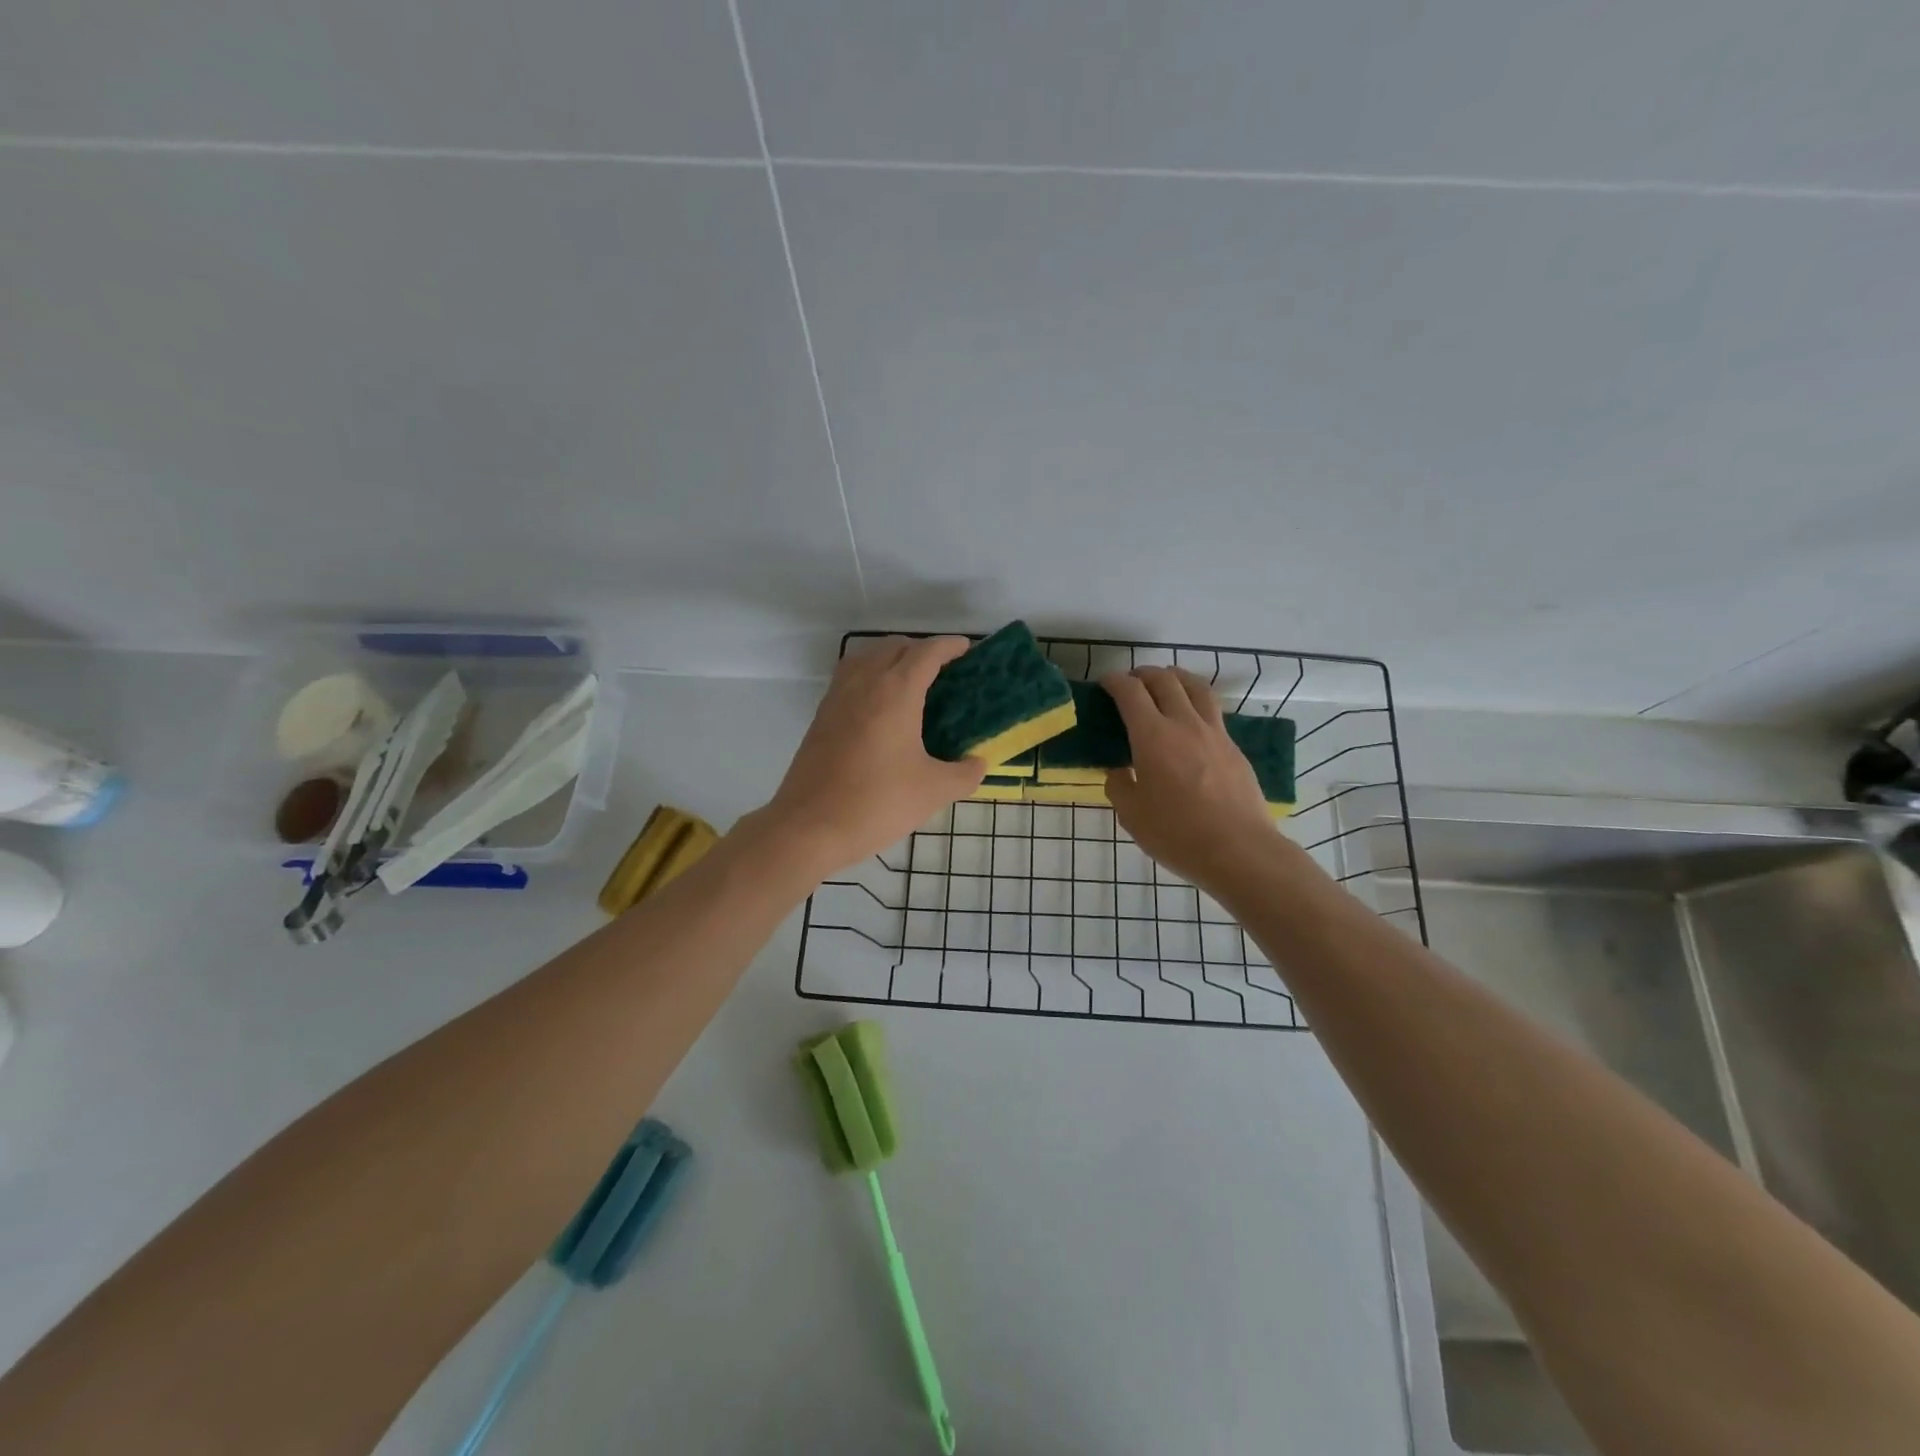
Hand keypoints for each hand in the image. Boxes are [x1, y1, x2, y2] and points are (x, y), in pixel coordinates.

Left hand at [760, 637, 986, 875]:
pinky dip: (869, 677)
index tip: (967, 649)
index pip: (926, 653)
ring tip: (909, 684)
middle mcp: (864, 683)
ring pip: (866, 658)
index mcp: (895, 691)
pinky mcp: (820, 717)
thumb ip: (964, 774)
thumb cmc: (877, 803)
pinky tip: (879, 709)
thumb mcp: (933, 791)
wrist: (809, 827)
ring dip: (890, 659)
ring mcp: (837, 697)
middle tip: (943, 671)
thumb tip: (978, 765)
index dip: (949, 646)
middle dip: (920, 650)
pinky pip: (849, 679)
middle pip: (894, 647)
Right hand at [1103, 667, 1278, 891]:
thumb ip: (1119, 785)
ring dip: (1176, 678)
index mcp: (1153, 737)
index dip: (1115, 681)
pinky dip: (1196, 702)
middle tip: (1131, 681)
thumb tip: (1120, 771)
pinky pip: (1213, 712)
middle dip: (1144, 674)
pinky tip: (1191, 718)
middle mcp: (1184, 724)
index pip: (1131, 692)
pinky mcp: (1234, 748)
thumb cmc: (1177, 834)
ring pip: (1196, 688)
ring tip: (1167, 681)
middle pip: (1165, 681)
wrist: (1239, 850)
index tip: (1105, 683)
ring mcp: (1215, 734)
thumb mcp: (1131, 815)